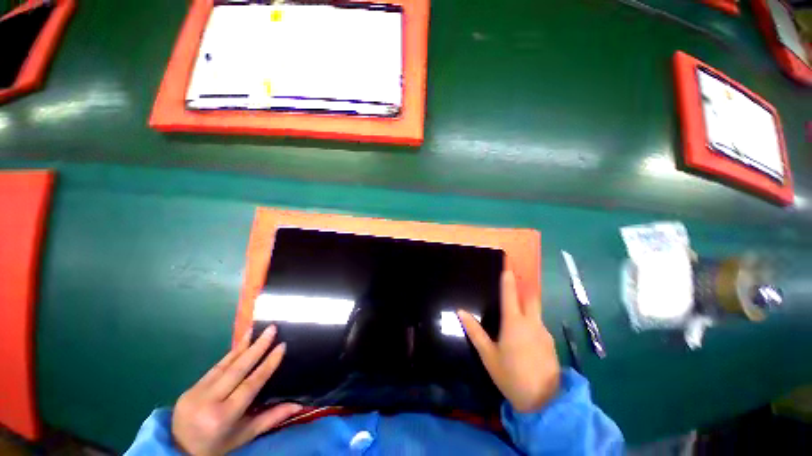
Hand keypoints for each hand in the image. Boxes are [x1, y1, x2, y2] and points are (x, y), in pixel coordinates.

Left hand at [171, 326, 301, 454]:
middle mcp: (208, 401)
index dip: (267, 364)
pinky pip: (215, 368)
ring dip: (243, 345)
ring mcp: (196, 393)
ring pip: (224, 365)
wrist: (178, 451)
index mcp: (223, 416)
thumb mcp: (243, 436)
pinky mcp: (190, 388)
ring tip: (256, 329)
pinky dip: (230, 355)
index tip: (282, 346)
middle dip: (257, 347)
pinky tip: (240, 344)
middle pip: (237, 369)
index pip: (250, 385)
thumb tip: (298, 405)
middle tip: (272, 329)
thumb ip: (270, 419)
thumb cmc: (216, 446)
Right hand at [458, 270, 560, 412]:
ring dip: (527, 307)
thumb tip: (460, 312)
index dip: (508, 279)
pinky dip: (531, 323)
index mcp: (514, 323)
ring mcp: (544, 332)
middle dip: (524, 287)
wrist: (544, 402)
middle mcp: (531, 323)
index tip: (508, 265)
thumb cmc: (510, 375)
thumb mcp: (488, 355)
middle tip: (515, 282)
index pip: (510, 294)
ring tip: (516, 314)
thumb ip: (475, 332)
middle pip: (530, 297)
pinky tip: (525, 336)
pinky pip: (539, 325)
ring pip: (535, 312)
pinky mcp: (551, 343)